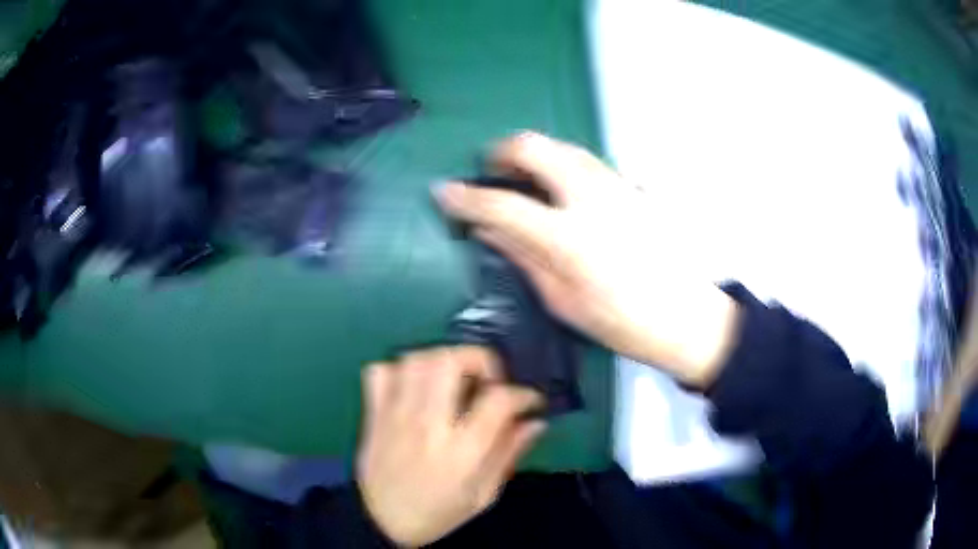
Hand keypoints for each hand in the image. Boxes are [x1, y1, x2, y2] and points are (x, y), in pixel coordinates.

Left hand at [357, 346, 545, 546]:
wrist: (381, 521)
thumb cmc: (437, 512)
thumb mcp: (483, 495)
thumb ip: (509, 454)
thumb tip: (536, 422)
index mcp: (461, 451)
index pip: (498, 400)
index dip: (523, 394)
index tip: (529, 401)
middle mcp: (427, 425)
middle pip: (450, 362)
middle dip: (478, 359)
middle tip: (487, 380)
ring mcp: (395, 414)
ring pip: (416, 359)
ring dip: (442, 360)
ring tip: (453, 381)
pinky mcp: (374, 412)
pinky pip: (380, 371)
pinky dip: (401, 371)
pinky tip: (415, 388)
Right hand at [436, 132, 739, 387]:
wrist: (687, 316)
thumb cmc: (624, 322)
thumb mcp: (564, 301)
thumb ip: (523, 257)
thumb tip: (487, 230)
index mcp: (568, 237)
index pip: (502, 204)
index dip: (465, 197)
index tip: (444, 192)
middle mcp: (591, 197)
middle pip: (534, 147)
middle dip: (502, 152)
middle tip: (491, 174)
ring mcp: (615, 185)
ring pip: (562, 146)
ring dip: (534, 154)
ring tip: (522, 179)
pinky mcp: (632, 186)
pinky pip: (587, 161)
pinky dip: (561, 164)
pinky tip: (561, 189)